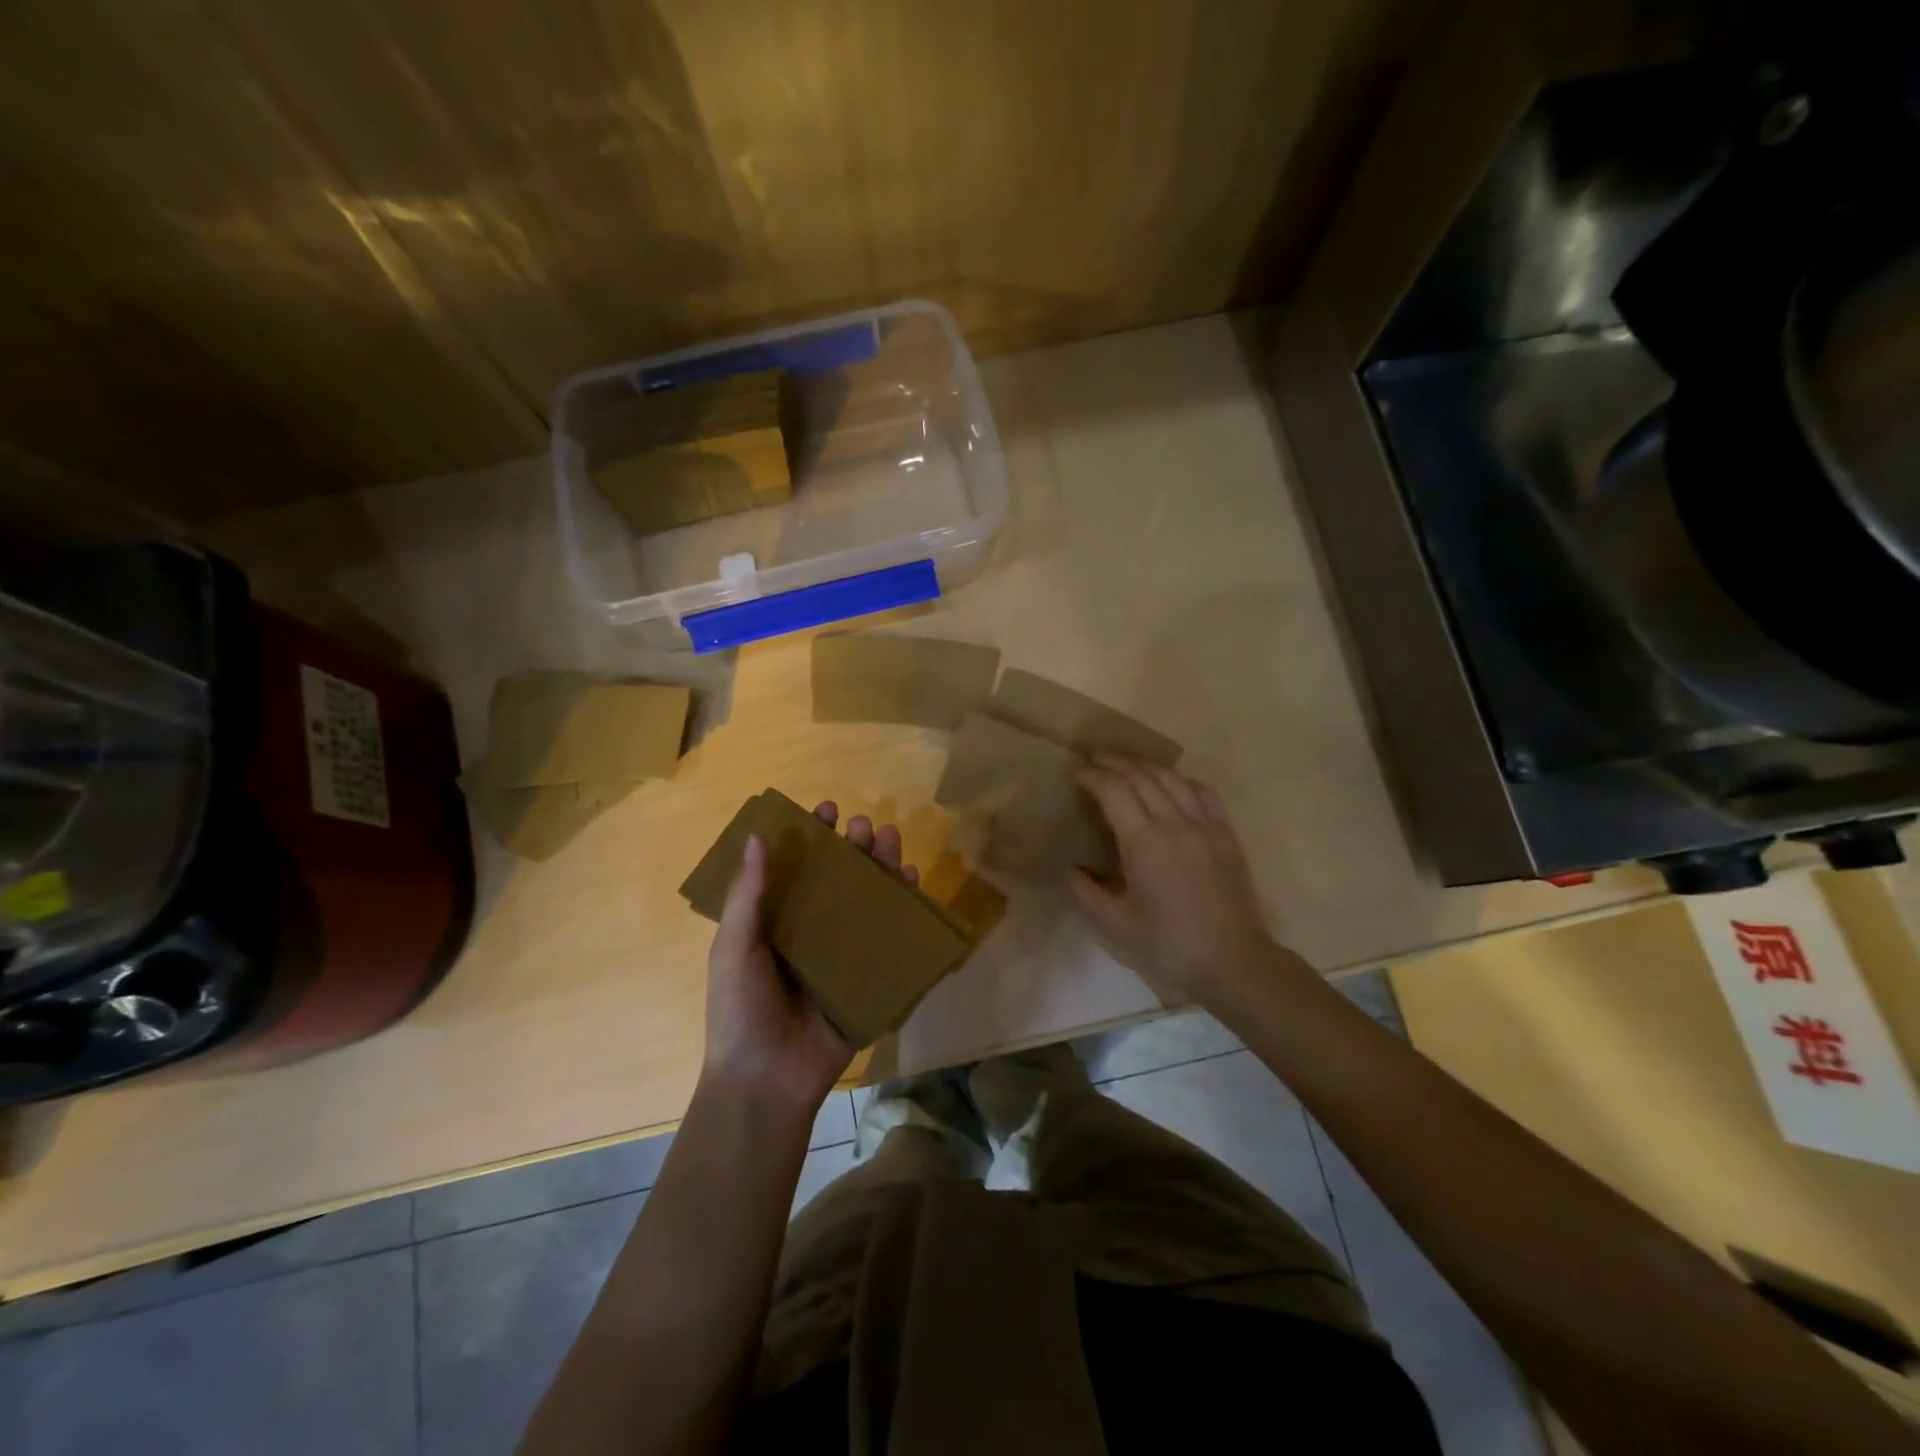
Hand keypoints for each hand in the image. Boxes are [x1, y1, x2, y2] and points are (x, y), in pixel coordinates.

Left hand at [702, 802, 918, 1113]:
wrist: (767, 1081)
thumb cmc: (741, 1011)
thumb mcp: (734, 949)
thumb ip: (747, 896)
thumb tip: (758, 837)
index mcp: (778, 922)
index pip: (799, 869)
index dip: (813, 837)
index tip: (826, 811)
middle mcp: (814, 932)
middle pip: (840, 879)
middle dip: (854, 848)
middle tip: (864, 826)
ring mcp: (845, 955)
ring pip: (869, 901)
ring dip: (882, 868)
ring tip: (891, 840)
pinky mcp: (871, 979)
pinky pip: (892, 939)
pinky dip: (905, 910)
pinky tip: (913, 883)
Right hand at [1071, 759, 1307, 1012]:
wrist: (1233, 963)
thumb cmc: (1169, 947)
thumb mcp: (1116, 926)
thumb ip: (1086, 894)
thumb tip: (1071, 870)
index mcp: (1144, 844)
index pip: (1114, 790)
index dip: (1093, 777)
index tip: (1078, 776)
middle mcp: (1175, 824)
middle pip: (1141, 776)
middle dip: (1114, 764)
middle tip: (1095, 761)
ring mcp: (1206, 826)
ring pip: (1172, 778)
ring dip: (1145, 767)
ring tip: (1127, 766)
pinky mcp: (1226, 835)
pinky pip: (1203, 792)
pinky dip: (1181, 780)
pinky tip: (1171, 784)